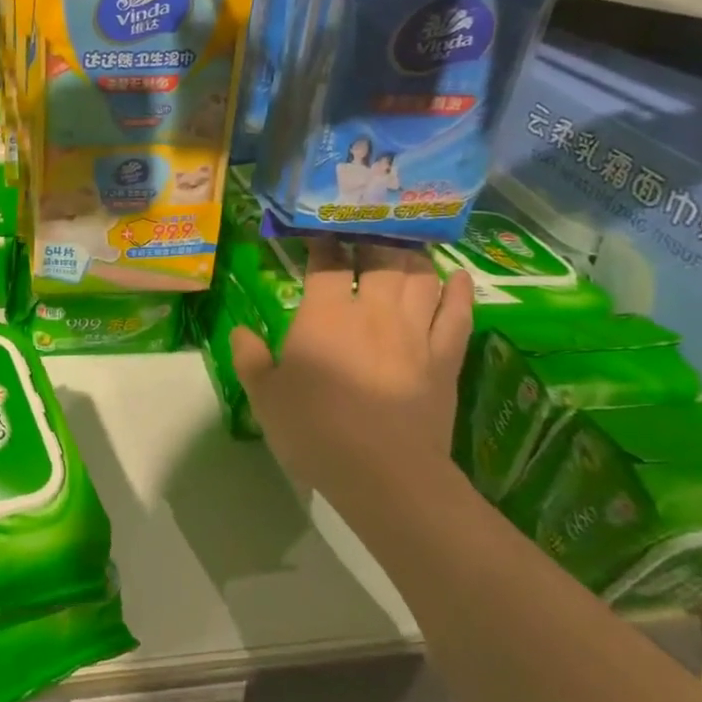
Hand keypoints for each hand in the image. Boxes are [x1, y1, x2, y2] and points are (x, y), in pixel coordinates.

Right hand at [231, 240, 473, 484]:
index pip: (327, 262)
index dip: (323, 242)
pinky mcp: (445, 359)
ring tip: (406, 244)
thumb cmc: (316, 430)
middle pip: (381, 258)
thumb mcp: (265, 397)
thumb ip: (249, 358)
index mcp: (326, 314)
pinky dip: (460, 292)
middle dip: (372, 237)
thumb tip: (241, 331)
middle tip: (366, 227)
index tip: (319, 230)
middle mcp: (374, 311)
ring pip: (420, 278)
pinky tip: (460, 276)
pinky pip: (458, 315)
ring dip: (413, 255)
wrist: (385, 474)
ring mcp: (415, 332)